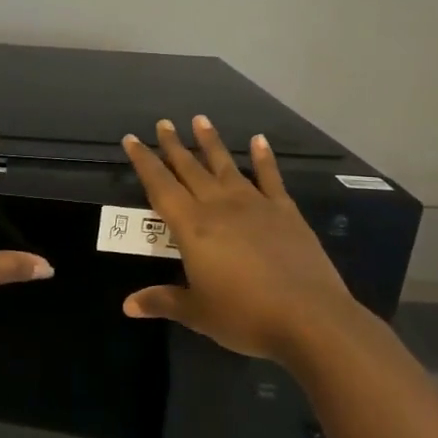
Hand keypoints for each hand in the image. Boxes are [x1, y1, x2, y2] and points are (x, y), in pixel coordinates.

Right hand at [120, 115, 362, 360]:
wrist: (310, 319)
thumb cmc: (244, 315)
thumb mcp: (196, 312)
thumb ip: (162, 301)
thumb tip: (127, 305)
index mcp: (192, 227)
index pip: (160, 186)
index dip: (144, 162)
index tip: (132, 139)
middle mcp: (219, 207)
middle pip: (190, 169)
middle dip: (174, 146)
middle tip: (163, 123)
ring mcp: (255, 206)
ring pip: (226, 166)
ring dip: (211, 143)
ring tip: (200, 119)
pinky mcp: (285, 213)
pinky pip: (271, 178)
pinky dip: (264, 158)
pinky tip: (259, 140)